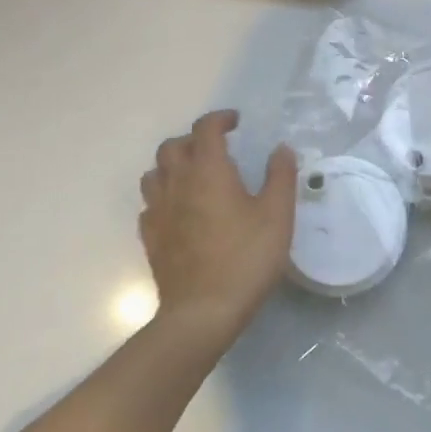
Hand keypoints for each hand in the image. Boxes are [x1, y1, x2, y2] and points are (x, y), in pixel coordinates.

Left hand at [138, 110, 296, 339]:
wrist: (201, 312)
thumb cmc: (245, 258)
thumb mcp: (277, 214)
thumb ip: (281, 176)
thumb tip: (281, 149)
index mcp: (208, 169)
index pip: (205, 128)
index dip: (220, 119)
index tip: (236, 122)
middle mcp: (177, 182)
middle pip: (172, 146)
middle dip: (193, 140)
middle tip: (216, 149)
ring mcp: (158, 210)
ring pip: (154, 173)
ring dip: (172, 166)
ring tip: (194, 176)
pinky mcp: (150, 238)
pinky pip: (149, 204)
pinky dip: (163, 196)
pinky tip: (180, 210)